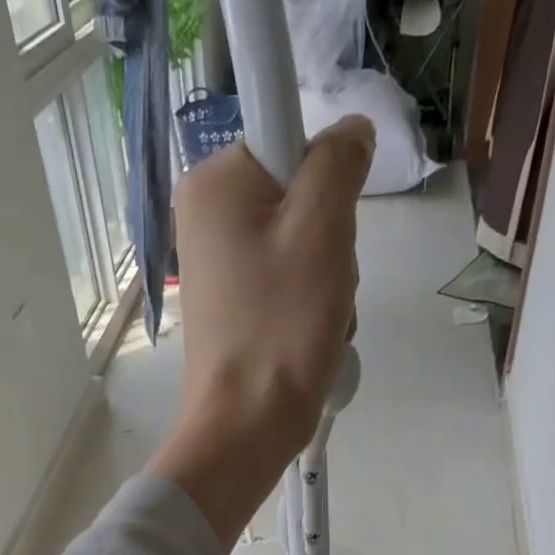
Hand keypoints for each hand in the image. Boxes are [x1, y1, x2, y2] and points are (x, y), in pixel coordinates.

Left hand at [147, 117, 375, 548]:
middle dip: (329, 236)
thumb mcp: (323, 228)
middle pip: (297, 193)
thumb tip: (350, 131)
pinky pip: (286, 277)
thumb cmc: (282, 324)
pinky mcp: (231, 301)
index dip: (324, 175)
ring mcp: (216, 261)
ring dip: (326, 274)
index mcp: (211, 182)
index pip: (288, 135)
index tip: (330, 223)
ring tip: (318, 314)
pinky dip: (309, 300)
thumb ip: (338, 161)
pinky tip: (308, 332)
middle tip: (325, 280)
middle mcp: (203, 213)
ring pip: (299, 239)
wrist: (247, 424)